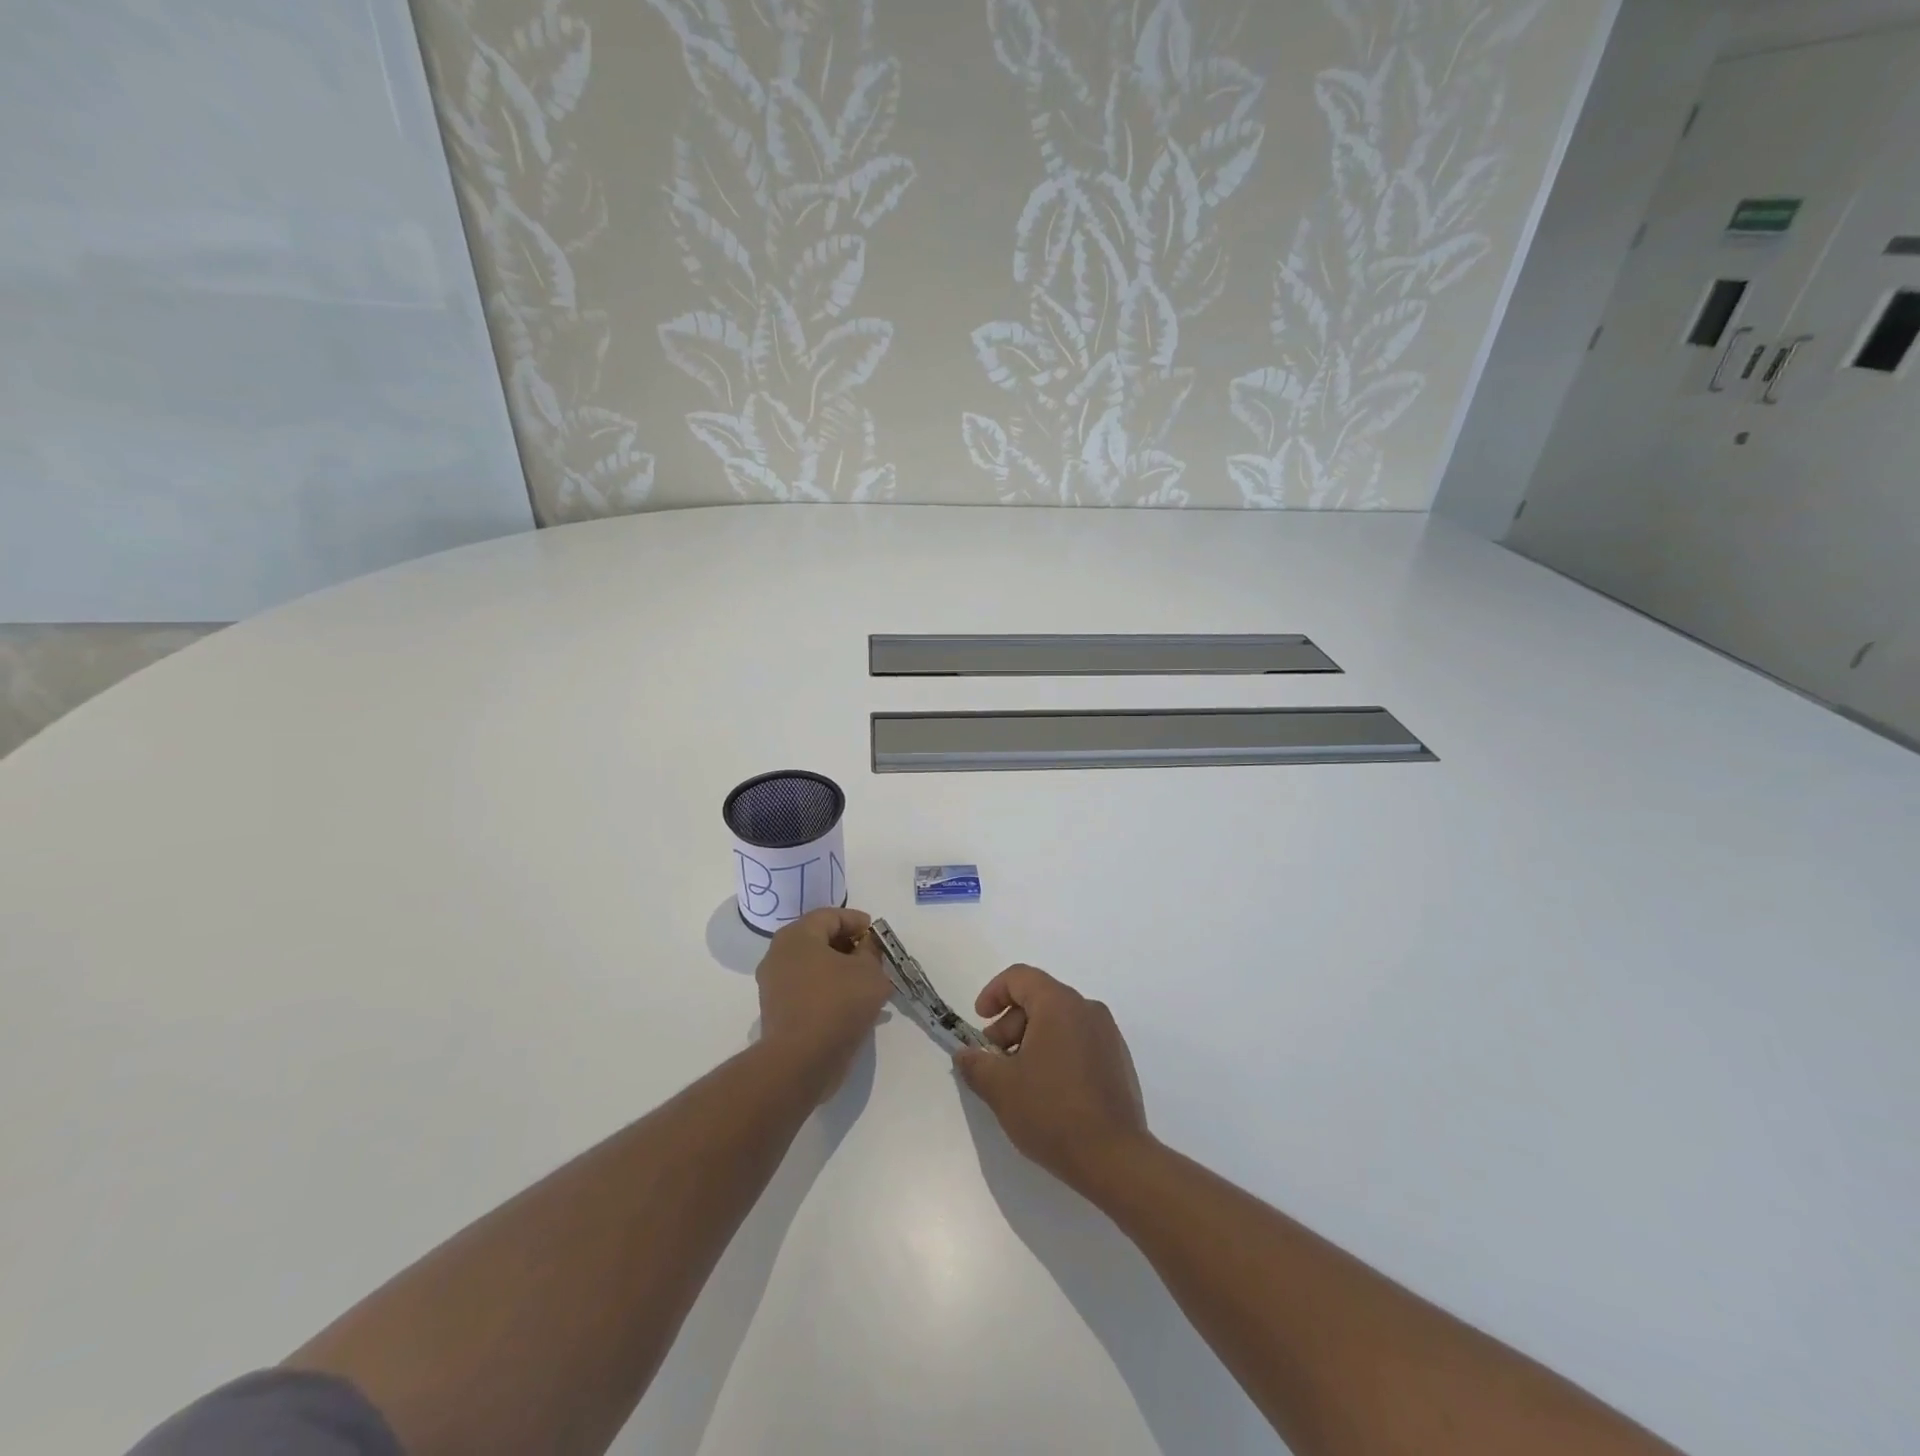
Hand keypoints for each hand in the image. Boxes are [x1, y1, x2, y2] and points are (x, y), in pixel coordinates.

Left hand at [756, 907, 891, 1101]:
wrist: (801, 1061)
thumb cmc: (838, 1004)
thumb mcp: (870, 972)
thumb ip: (872, 951)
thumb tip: (867, 945)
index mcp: (797, 936)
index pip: (830, 916)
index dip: (857, 921)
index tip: (877, 934)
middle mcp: (779, 954)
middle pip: (819, 939)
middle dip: (849, 946)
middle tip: (874, 958)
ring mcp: (774, 984)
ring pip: (813, 966)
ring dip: (840, 970)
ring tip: (867, 984)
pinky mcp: (776, 1010)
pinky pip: (807, 989)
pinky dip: (828, 990)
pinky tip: (850, 1004)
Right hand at [953, 965, 1152, 1195]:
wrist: (1114, 1158)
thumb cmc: (1051, 1111)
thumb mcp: (1000, 1088)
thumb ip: (976, 1064)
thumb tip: (965, 1054)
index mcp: (1059, 1004)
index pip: (1020, 977)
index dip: (993, 993)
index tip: (979, 1021)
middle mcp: (1087, 1009)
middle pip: (1040, 999)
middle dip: (1010, 1024)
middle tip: (994, 1060)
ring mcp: (1108, 1035)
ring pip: (1060, 1022)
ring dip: (1032, 1041)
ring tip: (1018, 1080)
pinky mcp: (1119, 1062)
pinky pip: (1079, 1042)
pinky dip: (1057, 1053)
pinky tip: (1048, 1092)